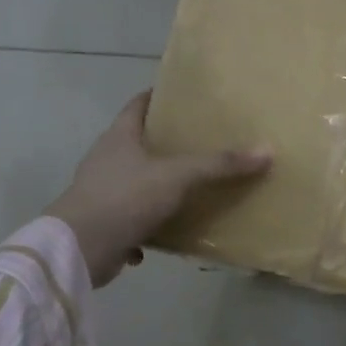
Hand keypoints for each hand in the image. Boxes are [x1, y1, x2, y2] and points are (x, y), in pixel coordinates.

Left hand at [45, 92, 270, 286]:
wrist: (79, 249)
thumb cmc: (125, 198)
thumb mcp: (178, 177)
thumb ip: (219, 165)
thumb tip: (267, 151)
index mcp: (119, 137)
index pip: (138, 104)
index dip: (160, 97)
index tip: (186, 97)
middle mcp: (107, 160)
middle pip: (138, 143)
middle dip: (166, 143)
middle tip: (202, 142)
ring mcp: (101, 192)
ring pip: (136, 182)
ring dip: (159, 186)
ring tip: (193, 187)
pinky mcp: (103, 223)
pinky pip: (132, 218)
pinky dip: (149, 223)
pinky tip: (170, 231)